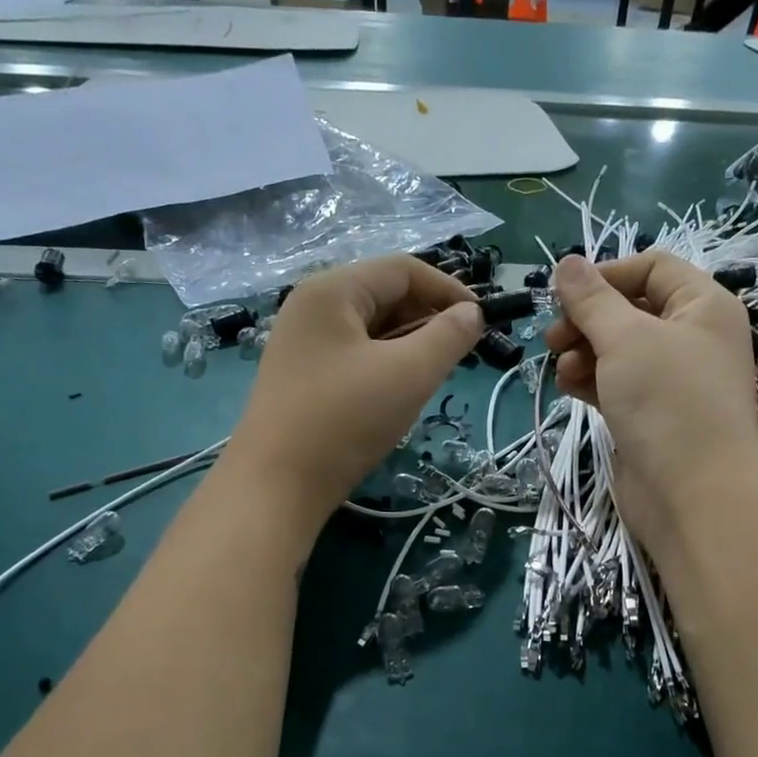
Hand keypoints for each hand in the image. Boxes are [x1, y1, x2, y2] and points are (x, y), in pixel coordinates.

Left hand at [222, 256, 481, 537]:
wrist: (275, 487)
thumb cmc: (344, 421)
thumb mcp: (408, 374)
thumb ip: (448, 337)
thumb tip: (472, 313)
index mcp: (331, 290)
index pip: (403, 269)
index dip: (448, 289)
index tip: (482, 322)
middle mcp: (311, 306)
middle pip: (384, 294)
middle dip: (428, 318)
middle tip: (459, 354)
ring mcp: (303, 341)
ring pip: (371, 327)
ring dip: (409, 343)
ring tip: (433, 375)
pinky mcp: (302, 374)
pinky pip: (355, 353)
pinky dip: (385, 363)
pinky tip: (399, 392)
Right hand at [544, 252, 757, 557]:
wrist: (694, 496)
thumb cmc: (667, 402)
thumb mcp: (625, 339)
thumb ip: (592, 299)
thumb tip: (566, 263)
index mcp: (703, 306)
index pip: (652, 268)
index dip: (606, 275)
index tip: (563, 295)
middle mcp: (693, 337)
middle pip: (631, 309)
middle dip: (587, 319)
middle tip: (552, 337)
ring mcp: (673, 380)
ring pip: (619, 349)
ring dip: (583, 351)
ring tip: (560, 368)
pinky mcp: (653, 415)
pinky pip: (617, 383)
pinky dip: (591, 380)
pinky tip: (567, 387)